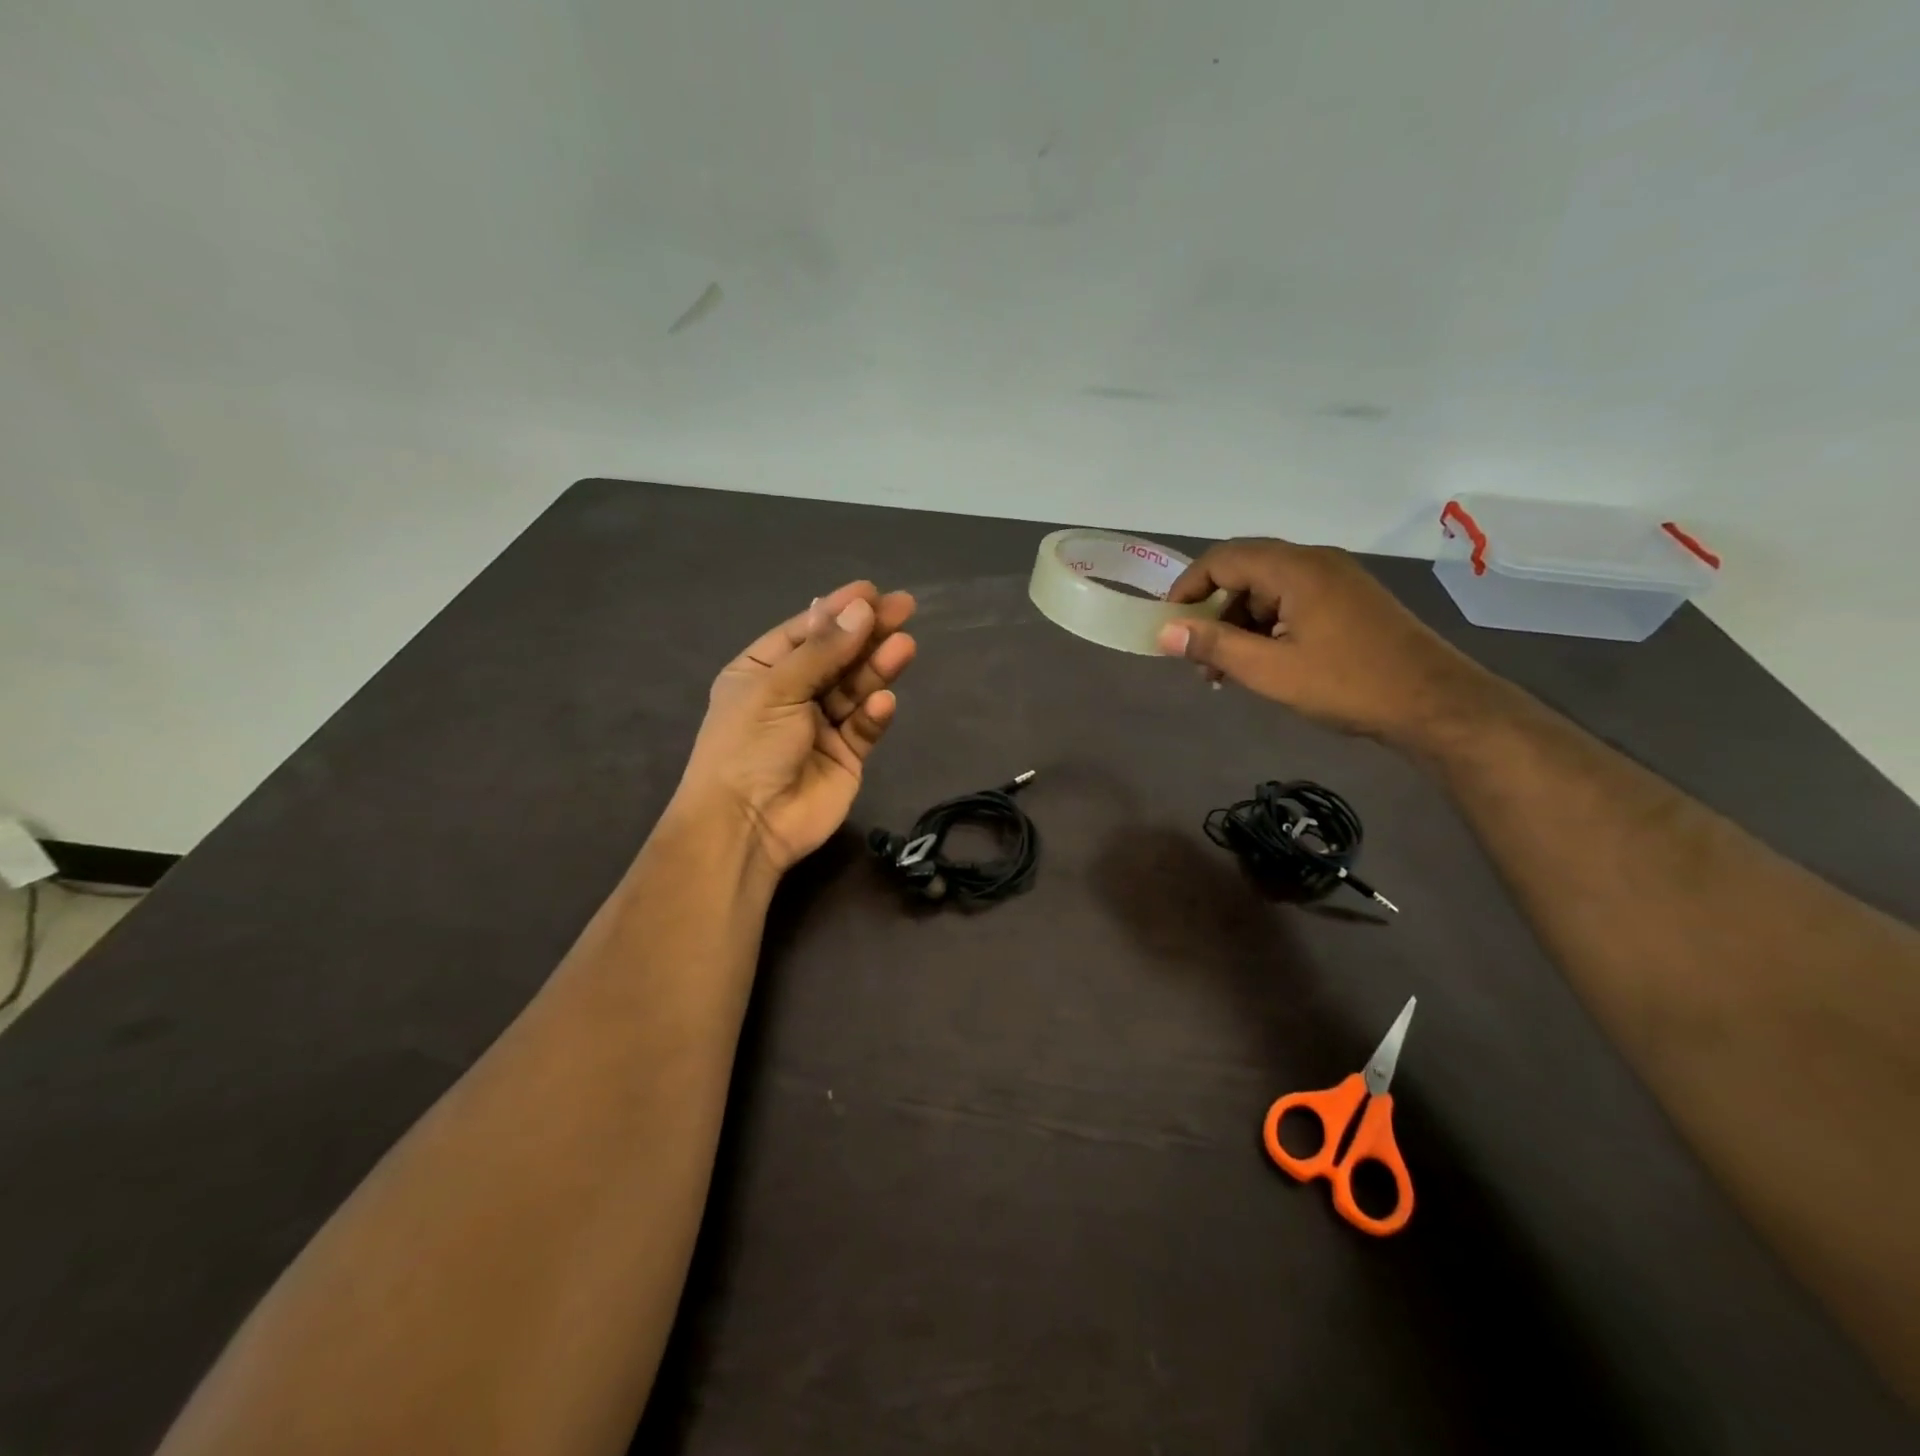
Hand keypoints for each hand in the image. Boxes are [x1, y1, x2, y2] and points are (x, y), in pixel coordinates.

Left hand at [676, 581, 916, 872]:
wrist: (746, 826)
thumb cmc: (747, 747)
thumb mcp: (776, 689)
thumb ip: (822, 651)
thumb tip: (862, 609)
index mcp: (762, 672)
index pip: (805, 632)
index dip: (837, 610)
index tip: (871, 591)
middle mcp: (792, 694)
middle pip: (837, 656)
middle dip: (868, 633)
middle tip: (905, 608)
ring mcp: (821, 726)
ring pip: (856, 688)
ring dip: (877, 667)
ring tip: (904, 645)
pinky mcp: (846, 756)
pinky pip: (864, 726)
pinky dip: (874, 713)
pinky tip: (882, 702)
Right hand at [1156, 538, 1496, 744]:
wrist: (1435, 703)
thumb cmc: (1347, 684)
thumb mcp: (1270, 670)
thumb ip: (1213, 646)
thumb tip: (1164, 632)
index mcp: (1295, 568)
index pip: (1222, 559)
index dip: (1188, 589)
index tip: (1169, 626)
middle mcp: (1315, 562)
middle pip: (1244, 573)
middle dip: (1213, 614)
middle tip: (1197, 658)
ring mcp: (1336, 581)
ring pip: (1267, 591)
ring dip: (1239, 626)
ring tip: (1226, 672)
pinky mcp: (1348, 602)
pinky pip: (1291, 603)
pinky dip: (1266, 628)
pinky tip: (1262, 665)